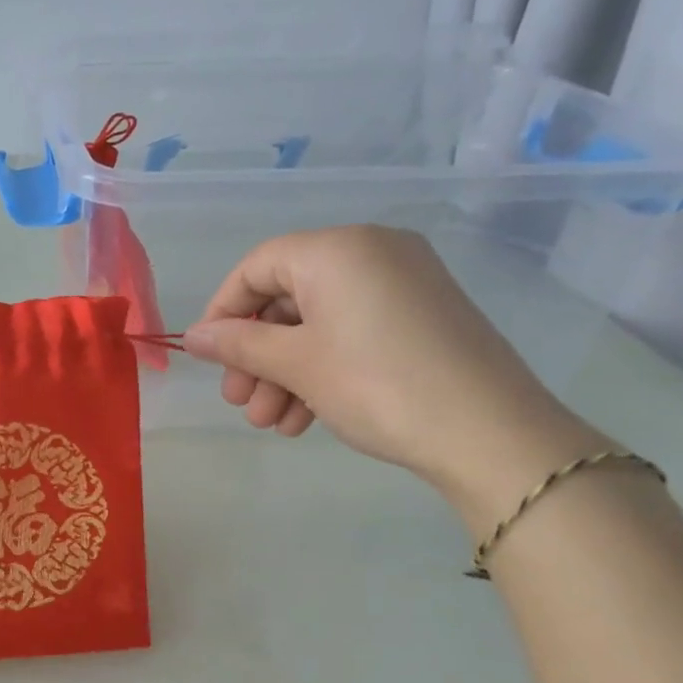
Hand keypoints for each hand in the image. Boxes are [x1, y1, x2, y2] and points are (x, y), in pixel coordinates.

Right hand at [182, 226, 606, 520]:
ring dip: (283, 373)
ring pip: (317, 324)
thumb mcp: (295, 364)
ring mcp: (402, 285)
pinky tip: (304, 419)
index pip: (256, 267)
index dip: (223, 311)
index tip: (207, 357)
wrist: (490, 433)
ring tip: (272, 423)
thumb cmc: (376, 384)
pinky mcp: (421, 318)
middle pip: (286, 299)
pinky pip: (351, 333)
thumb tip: (191, 337)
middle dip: (255, 355)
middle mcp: (371, 253)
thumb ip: (237, 344)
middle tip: (240, 402)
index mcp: (337, 249)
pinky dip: (321, 371)